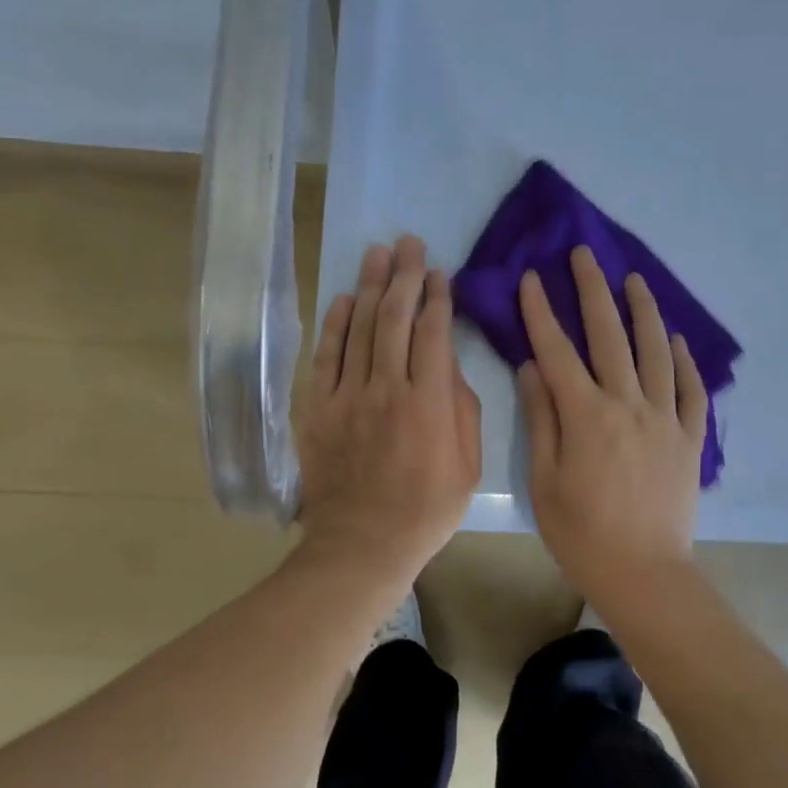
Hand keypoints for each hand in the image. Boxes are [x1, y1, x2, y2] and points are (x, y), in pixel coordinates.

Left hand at [297, 235, 481, 583]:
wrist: (362, 544)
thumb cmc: (426, 510)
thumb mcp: (468, 467)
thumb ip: (462, 410)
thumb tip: (450, 367)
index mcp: (429, 402)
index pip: (434, 333)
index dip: (438, 298)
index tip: (440, 272)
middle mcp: (387, 388)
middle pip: (395, 319)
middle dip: (405, 276)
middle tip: (409, 243)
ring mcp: (347, 396)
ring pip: (360, 328)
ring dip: (371, 286)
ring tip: (378, 253)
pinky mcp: (318, 408)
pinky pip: (326, 356)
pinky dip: (336, 324)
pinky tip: (345, 297)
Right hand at [516, 246, 708, 602]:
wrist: (644, 573)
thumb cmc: (582, 533)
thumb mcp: (545, 479)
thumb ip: (541, 418)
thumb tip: (532, 366)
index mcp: (586, 415)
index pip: (557, 350)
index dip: (542, 311)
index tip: (532, 278)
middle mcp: (628, 404)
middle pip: (609, 335)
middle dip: (593, 290)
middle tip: (584, 254)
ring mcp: (665, 418)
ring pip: (655, 351)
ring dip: (643, 311)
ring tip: (634, 280)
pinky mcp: (690, 437)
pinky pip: (691, 389)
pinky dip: (685, 360)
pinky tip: (677, 339)